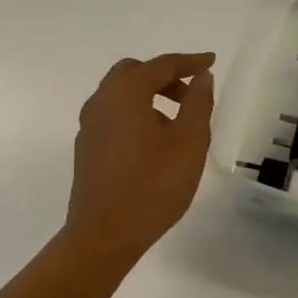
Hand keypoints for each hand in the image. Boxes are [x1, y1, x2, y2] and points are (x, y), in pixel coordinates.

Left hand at [66, 52, 215, 257]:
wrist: (104, 236)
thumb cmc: (153, 186)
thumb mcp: (189, 143)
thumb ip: (198, 104)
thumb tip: (201, 77)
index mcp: (125, 94)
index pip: (161, 65)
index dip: (189, 62)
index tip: (210, 61)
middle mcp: (101, 102)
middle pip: (134, 73)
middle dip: (165, 77)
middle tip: (190, 95)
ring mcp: (89, 126)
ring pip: (120, 94)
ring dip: (149, 96)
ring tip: (177, 122)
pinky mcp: (87, 148)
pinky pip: (113, 115)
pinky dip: (135, 113)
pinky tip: (154, 142)